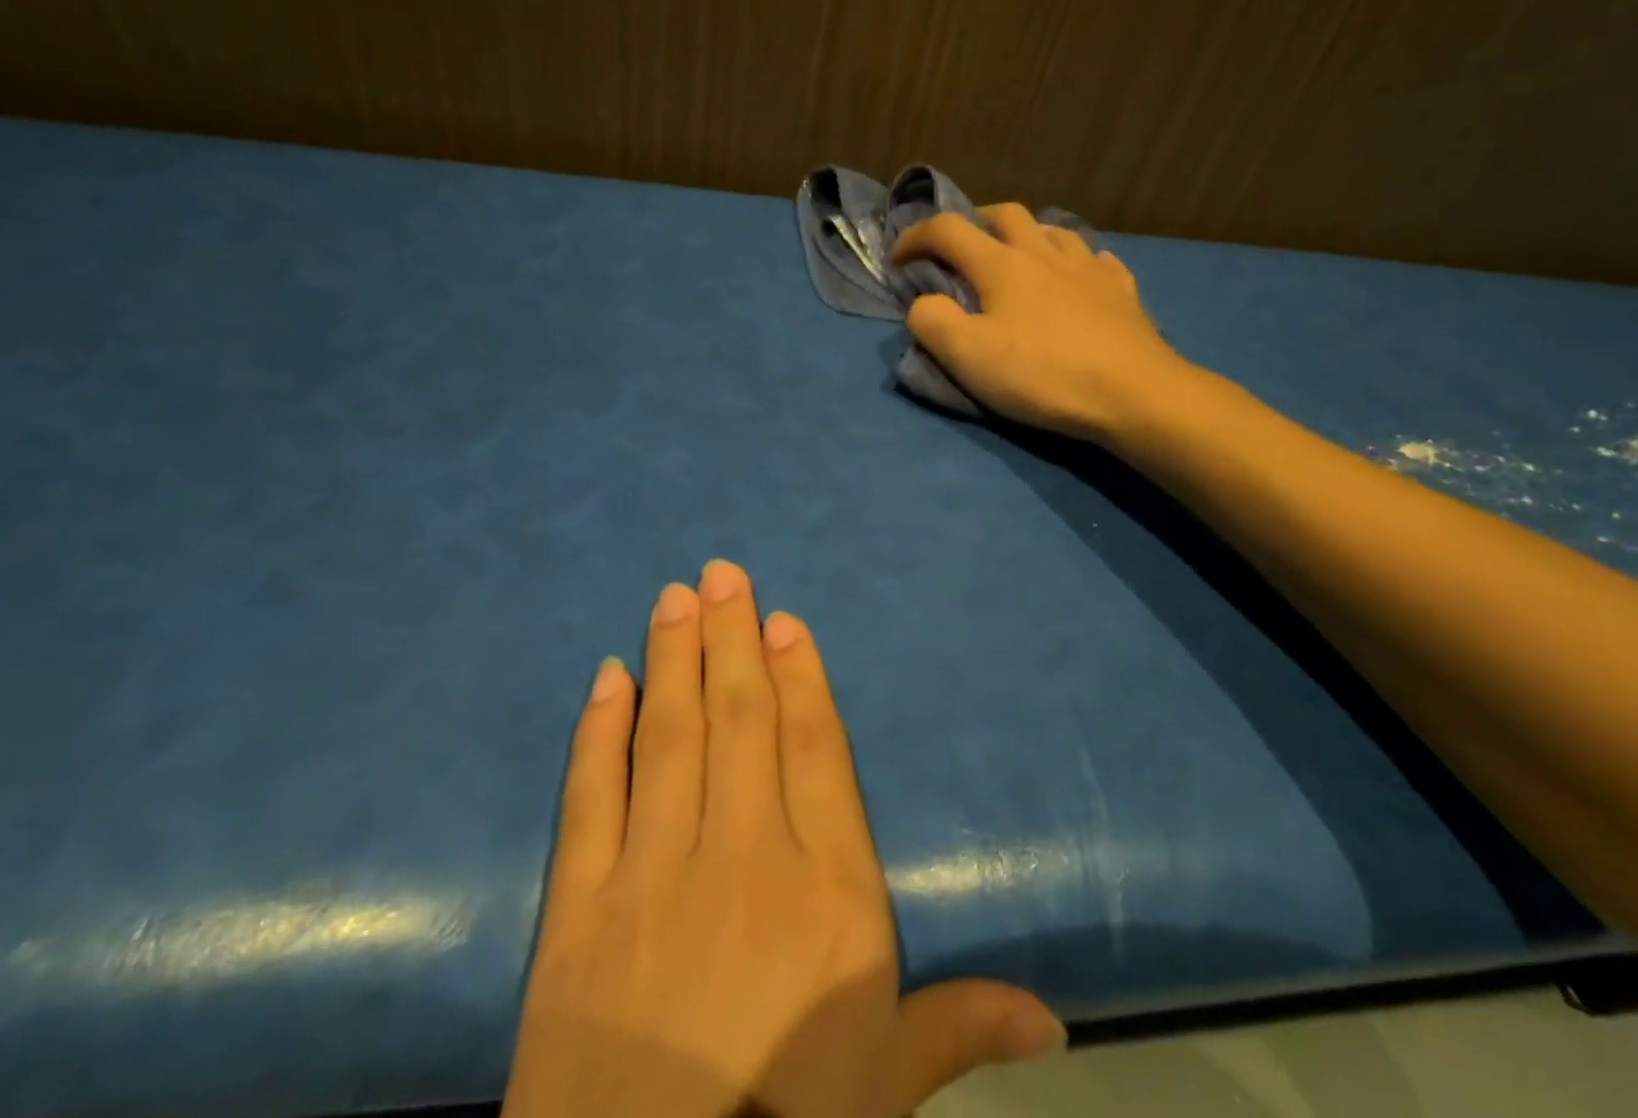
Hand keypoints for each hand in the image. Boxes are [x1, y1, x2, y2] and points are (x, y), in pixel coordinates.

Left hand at [506, 560, 1063, 1117]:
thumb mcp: (887, 1088)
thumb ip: (961, 1028)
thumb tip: (1057, 1021)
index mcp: (830, 892)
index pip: (816, 752)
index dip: (800, 679)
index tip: (782, 621)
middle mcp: (747, 858)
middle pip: (741, 720)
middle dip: (731, 638)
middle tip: (720, 572)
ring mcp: (657, 875)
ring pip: (670, 737)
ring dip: (673, 657)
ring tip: (674, 597)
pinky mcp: (581, 907)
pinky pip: (593, 796)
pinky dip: (599, 731)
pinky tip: (608, 677)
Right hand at [892, 205, 1189, 441]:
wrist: (1134, 393)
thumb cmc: (1044, 374)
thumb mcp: (969, 357)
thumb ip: (932, 322)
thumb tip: (923, 303)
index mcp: (1002, 265)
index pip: (947, 230)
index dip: (914, 237)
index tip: (897, 260)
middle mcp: (1044, 253)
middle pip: (1005, 214)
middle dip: (974, 222)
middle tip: (961, 249)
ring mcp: (1088, 269)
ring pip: (1053, 231)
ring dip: (1026, 236)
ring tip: (1018, 260)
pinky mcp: (1122, 291)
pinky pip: (1096, 260)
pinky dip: (1075, 263)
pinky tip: (1077, 280)